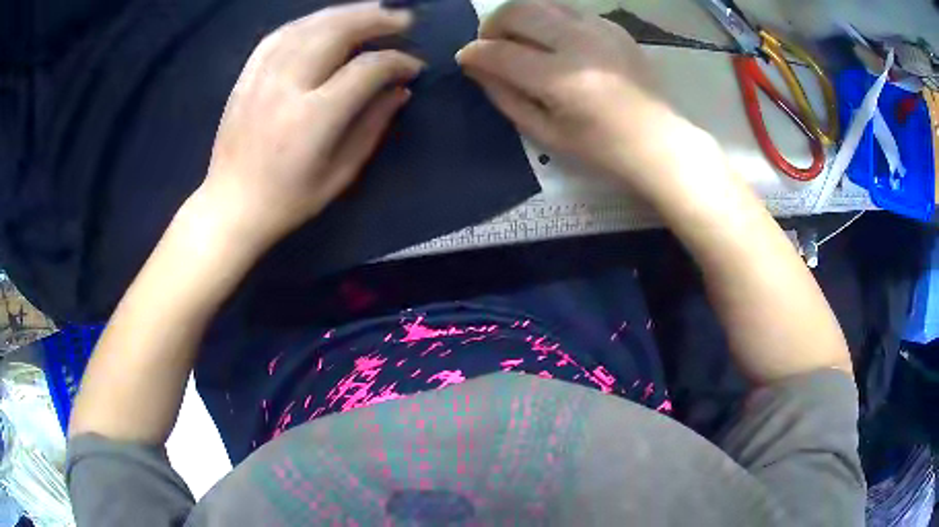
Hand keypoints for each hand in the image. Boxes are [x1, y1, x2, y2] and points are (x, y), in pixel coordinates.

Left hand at [198, 2, 423, 252]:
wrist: (231, 207)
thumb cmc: (288, 200)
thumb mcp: (340, 174)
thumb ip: (372, 126)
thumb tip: (400, 91)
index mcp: (313, 118)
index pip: (366, 69)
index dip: (397, 62)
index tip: (414, 67)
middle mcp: (287, 87)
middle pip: (336, 32)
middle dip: (376, 20)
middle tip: (403, 19)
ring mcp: (262, 78)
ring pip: (309, 26)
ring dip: (346, 13)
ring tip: (373, 11)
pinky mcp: (246, 77)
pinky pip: (280, 35)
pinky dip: (308, 22)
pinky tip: (326, 20)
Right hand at [456, 0, 703, 197]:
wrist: (659, 141)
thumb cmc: (602, 149)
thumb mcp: (546, 134)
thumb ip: (506, 97)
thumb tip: (476, 67)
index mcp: (562, 79)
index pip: (501, 52)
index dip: (474, 53)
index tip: (465, 59)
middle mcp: (579, 43)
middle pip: (517, 11)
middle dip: (492, 25)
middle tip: (491, 45)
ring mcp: (600, 29)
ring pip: (541, 3)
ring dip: (519, 17)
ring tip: (519, 39)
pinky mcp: (613, 26)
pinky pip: (567, 11)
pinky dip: (549, 20)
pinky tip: (554, 42)